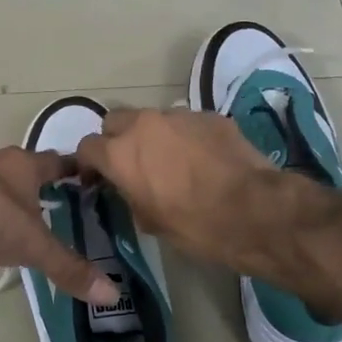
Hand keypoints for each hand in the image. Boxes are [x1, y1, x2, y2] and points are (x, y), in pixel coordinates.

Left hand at [0, 148, 117, 305]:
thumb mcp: (33, 246)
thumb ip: (69, 268)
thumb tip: (112, 293)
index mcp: (23, 165)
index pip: (59, 161)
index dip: (76, 171)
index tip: (91, 183)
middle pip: (25, 177)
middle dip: (39, 197)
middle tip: (57, 218)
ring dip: (8, 216)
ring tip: (22, 243)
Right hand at [75, 107, 280, 264]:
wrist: (254, 210)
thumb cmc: (196, 225)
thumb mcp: (150, 222)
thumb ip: (130, 196)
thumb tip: (132, 188)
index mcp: (121, 154)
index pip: (87, 147)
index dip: (88, 164)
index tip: (97, 179)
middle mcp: (144, 125)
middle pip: (115, 120)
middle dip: (116, 139)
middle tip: (130, 164)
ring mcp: (179, 116)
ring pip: (153, 119)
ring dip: (153, 136)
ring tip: (171, 161)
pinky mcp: (209, 116)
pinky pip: (186, 123)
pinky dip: (186, 137)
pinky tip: (203, 159)